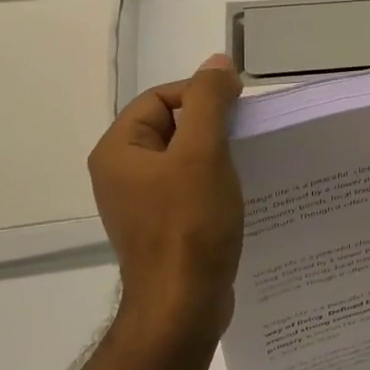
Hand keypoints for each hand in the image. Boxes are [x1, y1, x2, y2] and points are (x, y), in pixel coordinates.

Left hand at [88, 54, 245, 332]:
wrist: (183, 306)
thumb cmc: (190, 225)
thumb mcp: (202, 153)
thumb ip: (209, 102)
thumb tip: (218, 63)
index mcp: (119, 151)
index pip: (161, 98)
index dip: (201, 96)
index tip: (240, 109)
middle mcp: (122, 173)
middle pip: (173, 126)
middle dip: (213, 126)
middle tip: (248, 137)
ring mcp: (142, 203)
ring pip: (184, 159)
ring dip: (218, 155)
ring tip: (250, 163)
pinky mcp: (164, 227)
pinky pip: (189, 188)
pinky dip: (215, 183)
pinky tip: (241, 192)